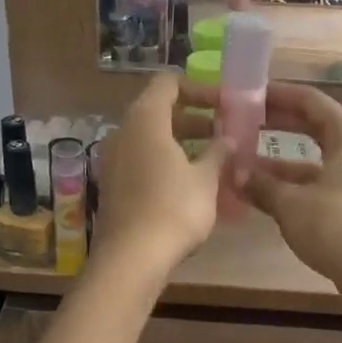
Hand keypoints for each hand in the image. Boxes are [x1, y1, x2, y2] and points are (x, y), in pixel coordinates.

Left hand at [94, 73, 226, 266]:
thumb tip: (229, 139)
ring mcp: (113, 159)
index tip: (223, 105)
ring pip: (149, 136)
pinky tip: (188, 181)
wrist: (130, 259)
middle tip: (223, 131)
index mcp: (145, 120)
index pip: (167, 83)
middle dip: (192, 117)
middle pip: (158, 109)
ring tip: (212, 157)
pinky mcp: (112, 184)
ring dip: (180, 140)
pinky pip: (140, 158)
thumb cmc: (173, 209)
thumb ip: (219, 152)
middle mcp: (123, 132)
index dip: (198, 88)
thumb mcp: (206, 179)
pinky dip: (164, 159)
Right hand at [239, 84, 341, 291]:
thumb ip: (260, 184)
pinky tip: (261, 191)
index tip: (248, 94)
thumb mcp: (290, 203)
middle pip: (313, 125)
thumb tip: (233, 172)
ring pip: (313, 156)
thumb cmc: (336, 227)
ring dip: (279, 158)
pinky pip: (317, 179)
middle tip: (242, 119)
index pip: (310, 101)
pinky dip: (291, 182)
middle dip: (277, 123)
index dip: (278, 95)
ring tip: (243, 157)